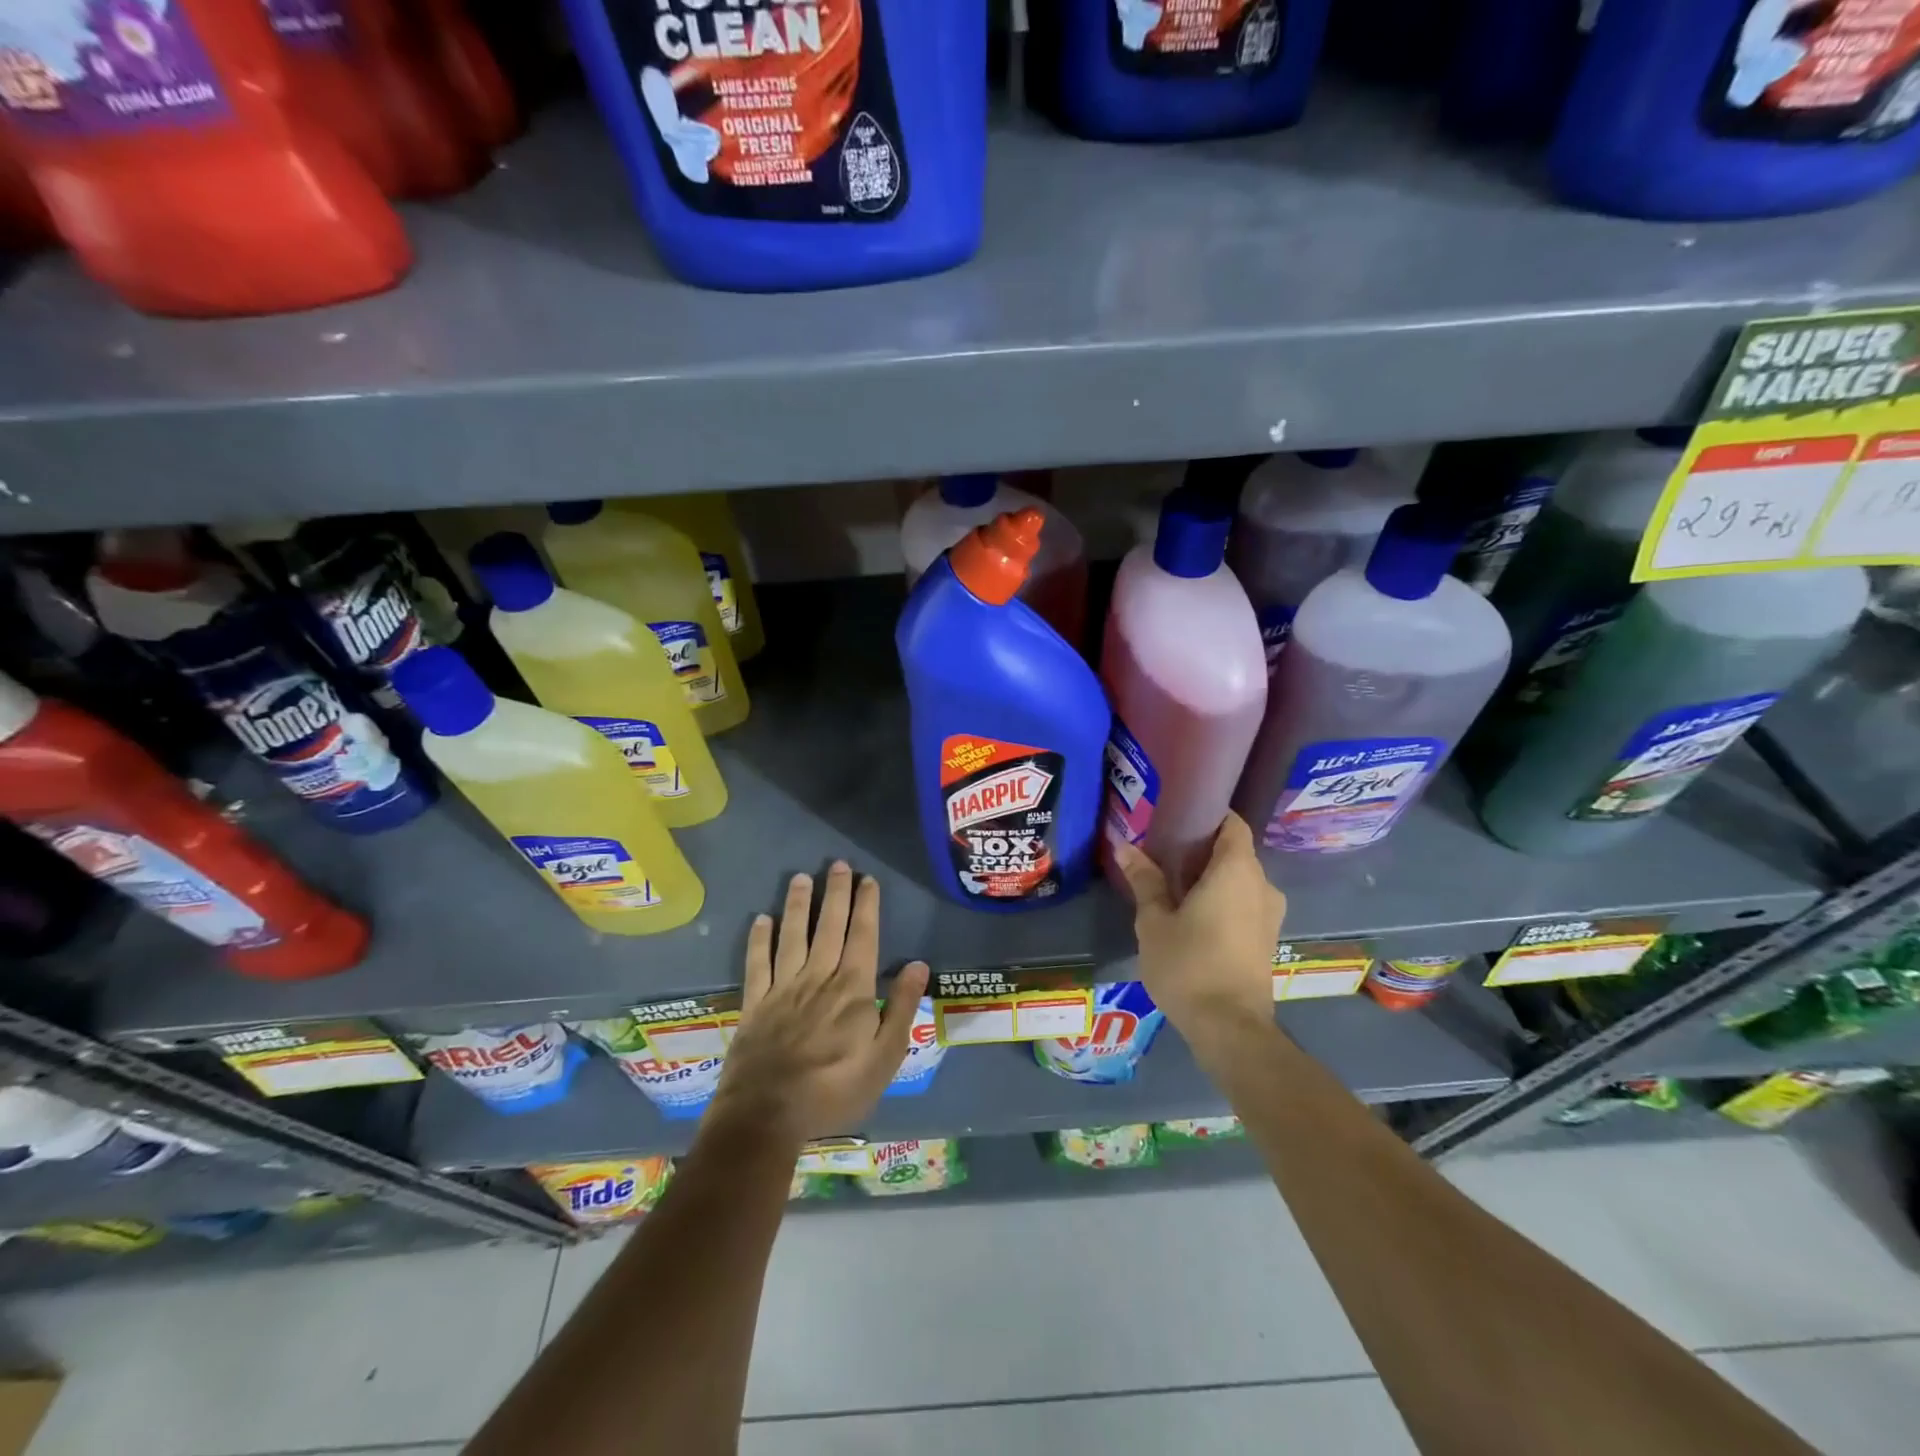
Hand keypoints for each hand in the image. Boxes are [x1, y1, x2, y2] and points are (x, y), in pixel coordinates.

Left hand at [708, 862, 929, 1146]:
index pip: (863, 936)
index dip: (866, 906)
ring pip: (792, 936)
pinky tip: (761, 920)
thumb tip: (918, 964)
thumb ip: (901, 1008)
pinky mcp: (755, 1003)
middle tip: (838, 864)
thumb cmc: (834, 1090)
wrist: (767, 1116)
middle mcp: (818, 977)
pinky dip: (759, 940)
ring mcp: (783, 988)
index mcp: (852, 989)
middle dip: (835, 893)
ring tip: (801, 878)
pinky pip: (757, 963)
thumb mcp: (884, 1058)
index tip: (868, 880)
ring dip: (798, 905)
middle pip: (828, 927)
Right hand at [1113, 815, 1285, 1038]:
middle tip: (1164, 854)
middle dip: (1202, 849)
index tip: (1177, 819)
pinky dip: (1223, 900)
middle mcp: (1262, 885)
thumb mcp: (1155, 921)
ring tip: (1174, 886)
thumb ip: (1145, 880)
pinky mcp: (1268, 939)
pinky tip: (1194, 915)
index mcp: (1236, 870)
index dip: (1207, 816)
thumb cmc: (1189, 965)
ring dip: (1212, 878)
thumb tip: (1125, 847)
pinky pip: (1245, 903)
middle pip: (1235, 851)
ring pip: (1241, 880)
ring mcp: (1270, 914)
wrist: (1230, 1029)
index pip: (1232, 824)